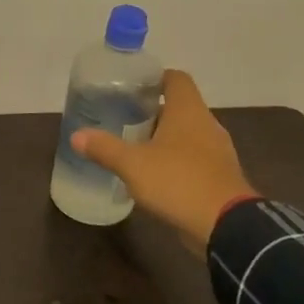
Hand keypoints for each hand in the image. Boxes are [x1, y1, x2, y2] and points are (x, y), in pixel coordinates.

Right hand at [71, 69, 255, 254]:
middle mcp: (207, 125)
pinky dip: (175, 161)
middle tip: (123, 119)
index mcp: (188, 112)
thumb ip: (104, 148)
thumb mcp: (132, 164)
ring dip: (164, 138)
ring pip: (187, 134)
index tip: (131, 87)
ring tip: (134, 148)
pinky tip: (154, 175)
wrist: (226, 226)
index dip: (154, 78)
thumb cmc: (178, 182)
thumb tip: (76, 135)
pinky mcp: (220, 176)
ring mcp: (217, 152)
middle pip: (179, 107)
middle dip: (152, 112)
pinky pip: (194, 159)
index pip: (176, 79)